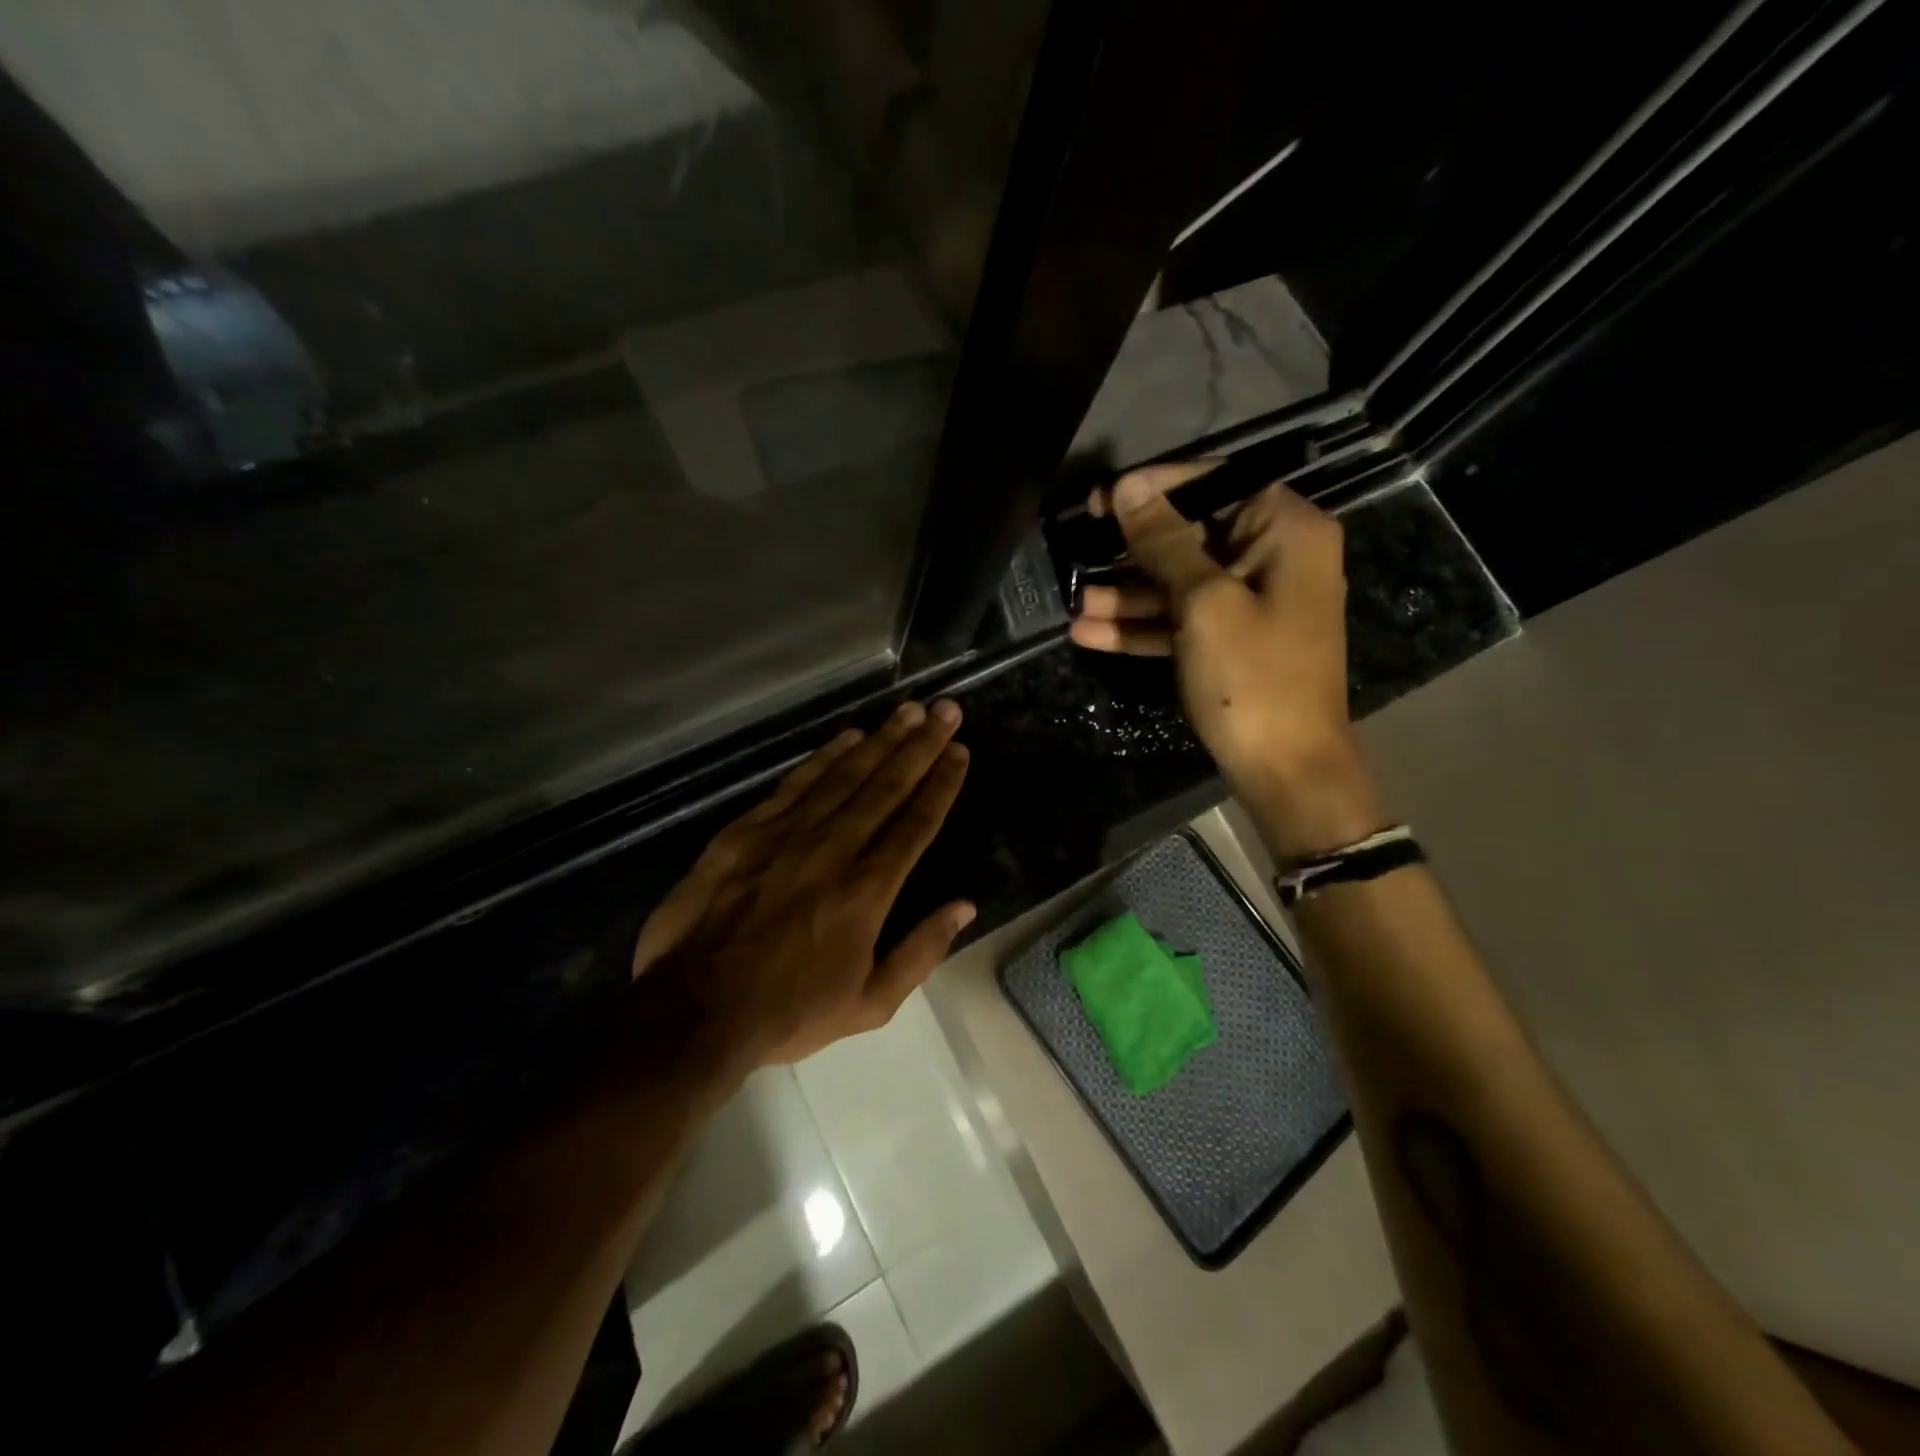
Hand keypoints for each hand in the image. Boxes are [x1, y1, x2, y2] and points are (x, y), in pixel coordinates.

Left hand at [632, 701, 974, 1066]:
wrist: (693, 1011)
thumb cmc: (788, 1013)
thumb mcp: (870, 1004)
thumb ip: (922, 951)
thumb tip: (964, 906)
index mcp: (867, 891)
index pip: (916, 823)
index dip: (941, 783)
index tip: (959, 751)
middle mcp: (834, 850)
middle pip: (886, 786)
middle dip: (921, 745)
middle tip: (945, 710)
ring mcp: (786, 835)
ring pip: (844, 775)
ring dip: (880, 740)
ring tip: (908, 711)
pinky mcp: (746, 831)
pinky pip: (795, 784)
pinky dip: (825, 757)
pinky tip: (848, 737)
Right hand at [1069, 463, 1385, 857]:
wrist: (1286, 768)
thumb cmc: (1253, 676)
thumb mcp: (1204, 603)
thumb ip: (1165, 543)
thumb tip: (1128, 488)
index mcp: (1287, 531)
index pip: (1218, 483)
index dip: (1158, 487)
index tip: (1105, 497)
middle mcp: (1274, 557)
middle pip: (1193, 534)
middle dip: (1134, 548)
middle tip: (1079, 541)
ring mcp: (1251, 603)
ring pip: (1180, 582)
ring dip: (1127, 593)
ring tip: (1075, 602)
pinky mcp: (1231, 641)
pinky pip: (1181, 620)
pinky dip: (1141, 626)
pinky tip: (1088, 634)